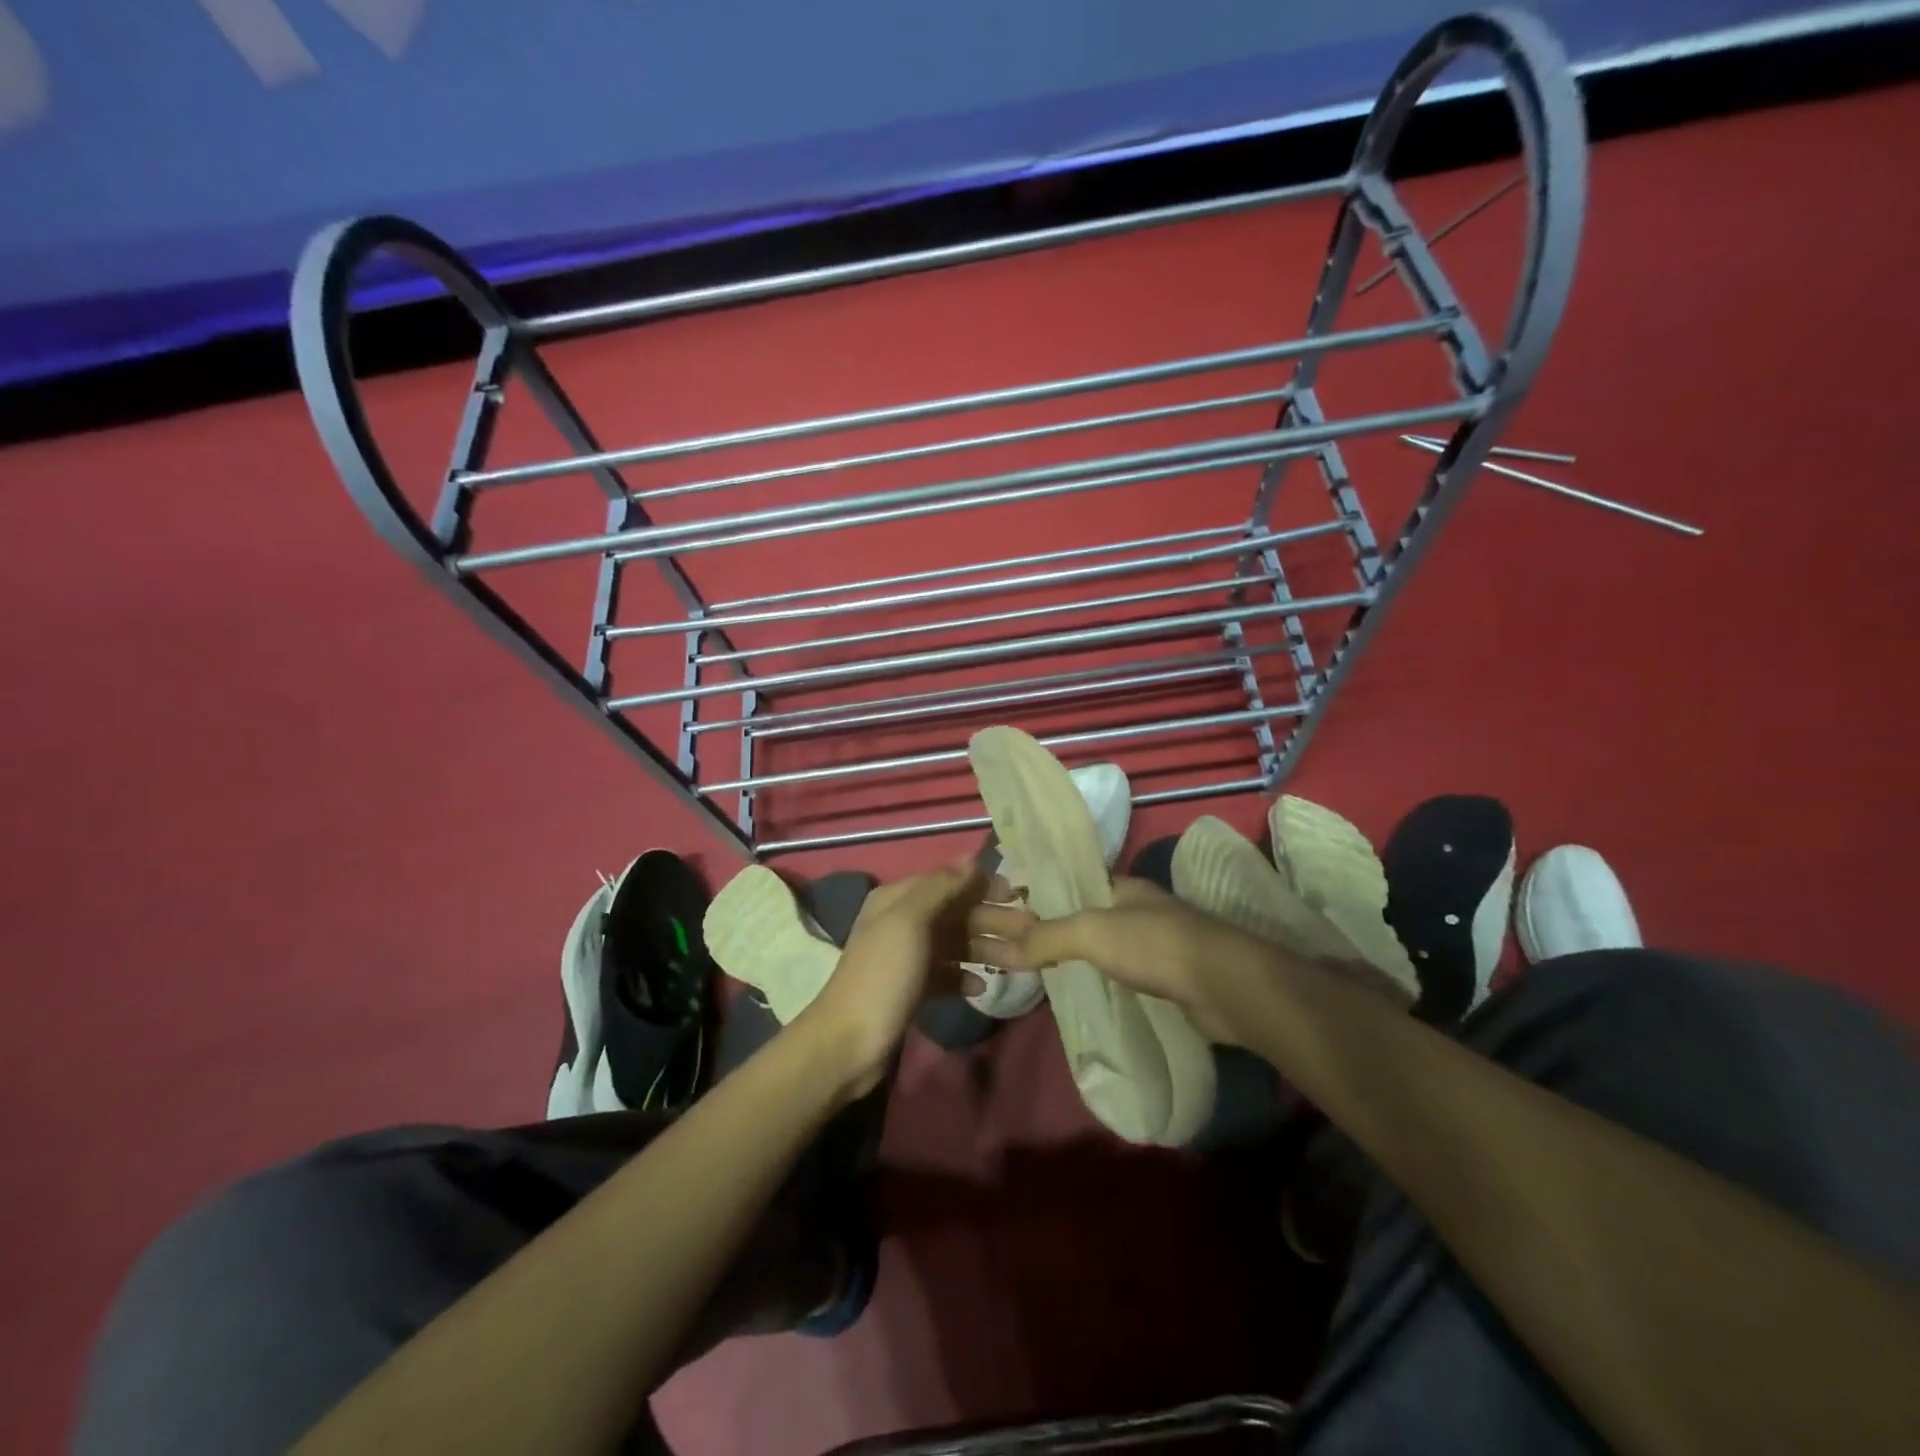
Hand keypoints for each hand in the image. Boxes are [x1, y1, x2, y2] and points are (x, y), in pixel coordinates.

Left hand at [796, 860, 1013, 1095]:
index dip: (981, 884)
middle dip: (990, 919)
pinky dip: (964, 976)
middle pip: (954, 913)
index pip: (947, 880)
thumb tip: (971, 861)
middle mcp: (901, 922)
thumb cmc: (883, 975)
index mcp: (897, 899)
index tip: (1017, 893)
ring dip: (984, 948)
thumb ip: (940, 887)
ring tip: (1019, 961)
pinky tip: (981, 986)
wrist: (849, 1042)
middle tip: (1029, 930)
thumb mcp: (909, 921)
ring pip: (954, 944)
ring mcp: (906, 957)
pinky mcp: (911, 989)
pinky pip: (945, 974)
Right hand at [977, 877, 1266, 1045]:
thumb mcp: (1089, 933)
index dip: (1043, 896)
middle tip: (1021, 951)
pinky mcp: (1172, 978)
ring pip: (1109, 946)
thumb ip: (1045, 938)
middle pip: (1091, 916)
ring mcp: (1160, 944)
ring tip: (1045, 973)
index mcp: (1124, 886)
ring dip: (1082, 957)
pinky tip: (1088, 993)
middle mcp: (1141, 909)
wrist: (1224, 985)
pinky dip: (1105, 980)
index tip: (1011, 915)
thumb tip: (998, 950)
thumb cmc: (1153, 944)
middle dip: (1059, 930)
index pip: (1074, 885)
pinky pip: (1127, 974)